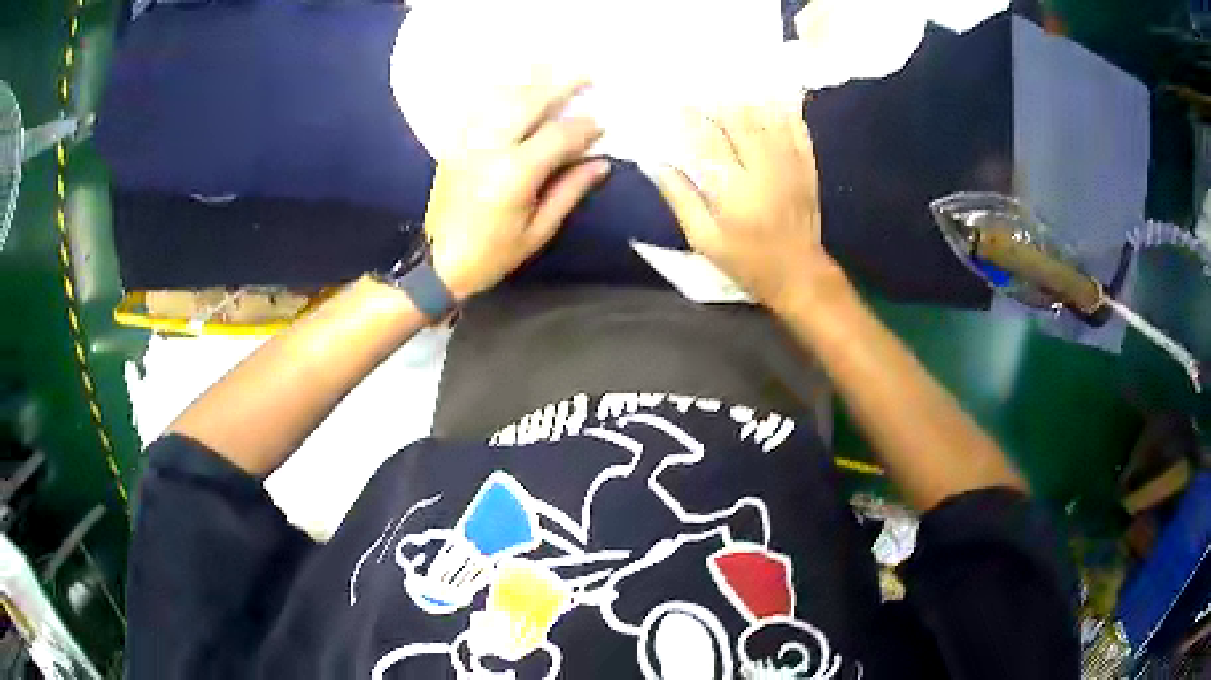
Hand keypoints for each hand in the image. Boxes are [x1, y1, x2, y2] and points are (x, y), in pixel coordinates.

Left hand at [423, 80, 610, 299]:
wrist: (436, 264)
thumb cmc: (492, 255)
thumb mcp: (538, 231)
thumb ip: (570, 191)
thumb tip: (601, 162)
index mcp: (513, 176)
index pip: (557, 136)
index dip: (584, 128)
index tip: (601, 125)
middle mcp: (488, 149)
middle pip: (528, 103)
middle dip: (560, 86)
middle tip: (585, 77)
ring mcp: (466, 142)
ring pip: (501, 98)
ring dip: (530, 83)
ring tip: (552, 75)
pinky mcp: (453, 144)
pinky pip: (477, 107)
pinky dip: (498, 93)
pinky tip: (514, 89)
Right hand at [651, 106, 836, 309]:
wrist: (798, 273)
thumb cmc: (746, 260)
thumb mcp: (703, 238)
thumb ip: (680, 198)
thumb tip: (654, 164)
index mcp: (734, 188)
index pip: (707, 140)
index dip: (690, 118)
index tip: (676, 104)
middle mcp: (763, 169)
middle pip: (739, 121)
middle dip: (718, 102)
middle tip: (702, 92)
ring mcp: (790, 165)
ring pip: (768, 118)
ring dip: (747, 100)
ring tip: (730, 89)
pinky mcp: (808, 166)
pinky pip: (797, 129)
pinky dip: (783, 111)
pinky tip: (771, 97)